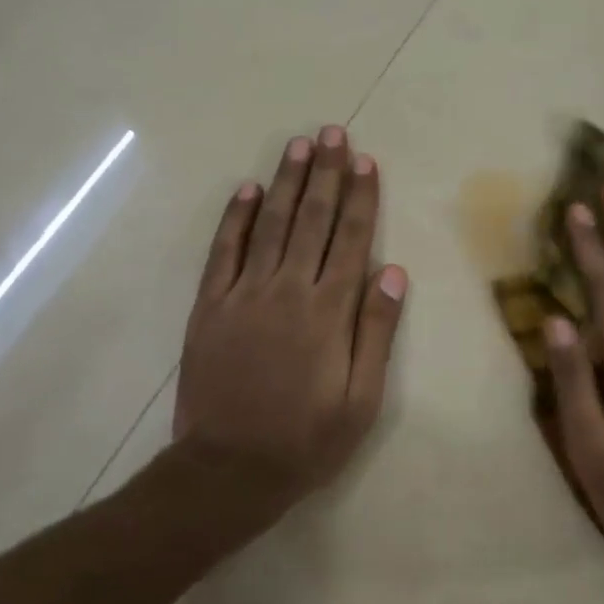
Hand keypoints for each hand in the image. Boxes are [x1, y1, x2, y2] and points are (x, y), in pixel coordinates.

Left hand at [174, 126, 408, 510]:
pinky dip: (237, 217)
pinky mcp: (210, 306)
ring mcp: (244, 294)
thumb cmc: (306, 439)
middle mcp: (288, 290)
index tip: (366, 161)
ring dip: (287, 182)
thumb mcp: (361, 398)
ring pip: (271, 224)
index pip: (350, 239)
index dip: (361, 197)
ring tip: (299, 145)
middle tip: (333, 133)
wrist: (228, 470)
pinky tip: (248, 189)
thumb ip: (376, 331)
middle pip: (312, 219)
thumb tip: (392, 271)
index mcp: (328, 311)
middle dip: (326, 173)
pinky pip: (224, 251)